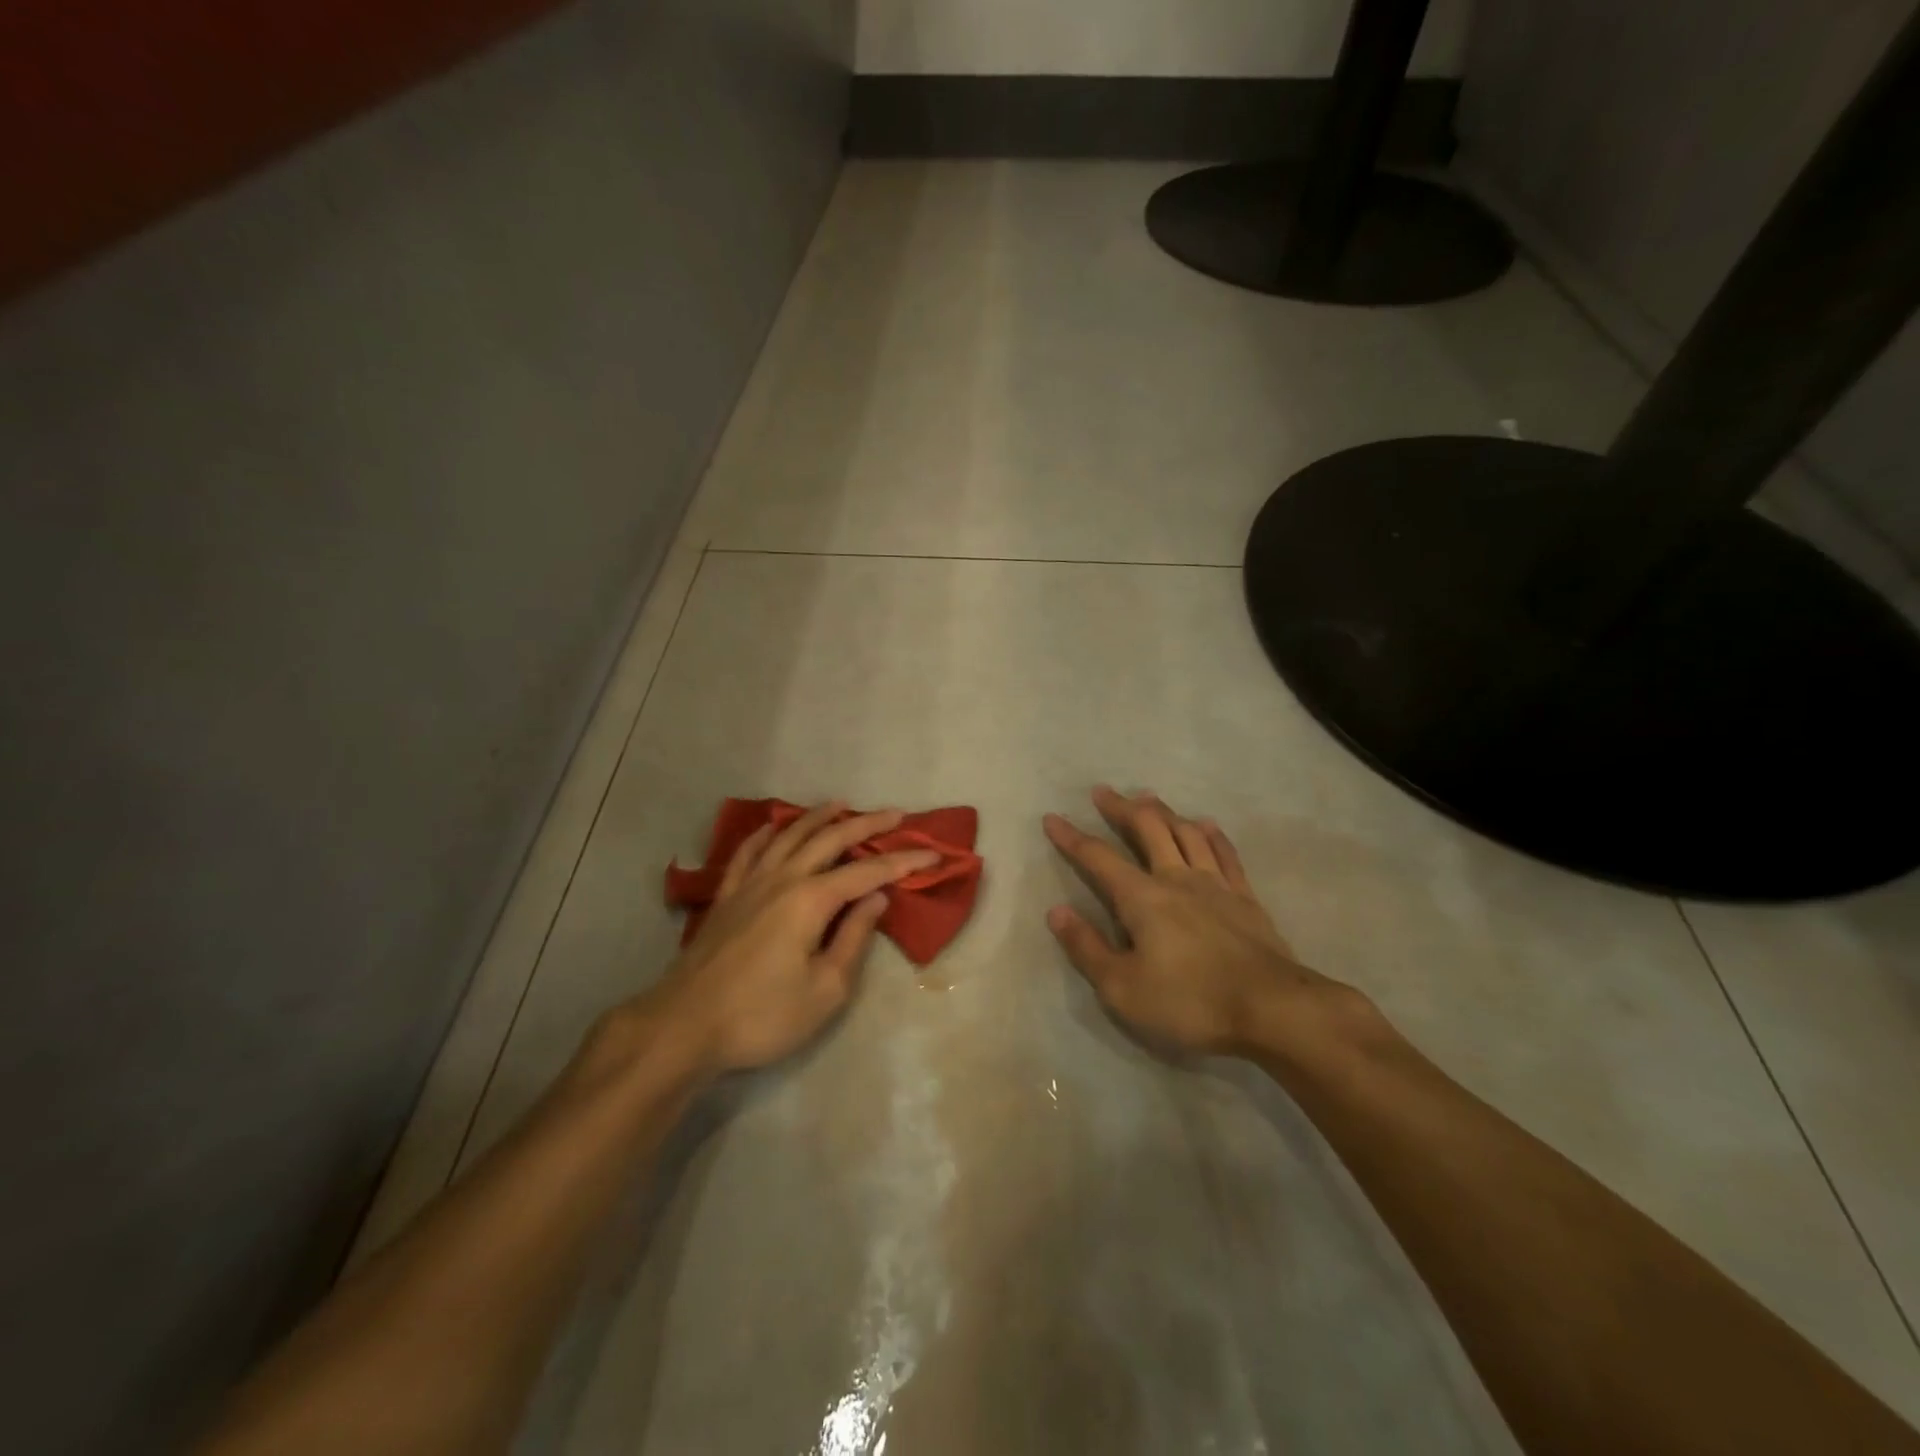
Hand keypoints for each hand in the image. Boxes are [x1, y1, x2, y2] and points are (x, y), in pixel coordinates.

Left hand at [645, 803, 939, 1075]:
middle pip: (830, 840)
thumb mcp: (825, 989)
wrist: (684, 1027)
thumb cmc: (762, 1015)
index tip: (933, 855)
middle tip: (895, 815)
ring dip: (817, 817)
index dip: (903, 862)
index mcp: (811, 900)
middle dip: (866, 825)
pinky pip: (748, 852)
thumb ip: (853, 939)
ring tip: (839, 804)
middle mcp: (782, 879)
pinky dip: (765, 834)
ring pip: (788, 836)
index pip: (868, 872)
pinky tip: (772, 828)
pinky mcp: (726, 897)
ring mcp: (749, 884)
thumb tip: (876, 899)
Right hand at [1043, 787, 1361, 1057]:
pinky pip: (1225, 853)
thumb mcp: (1123, 988)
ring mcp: (1215, 885)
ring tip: (1148, 797)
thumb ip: (1087, 948)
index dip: (1072, 838)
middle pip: (1147, 829)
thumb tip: (1057, 911)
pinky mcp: (1245, 898)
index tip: (1052, 818)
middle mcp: (1176, 878)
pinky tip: (1206, 824)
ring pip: (1186, 833)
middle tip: (1103, 792)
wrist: (1273, 1010)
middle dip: (1121, 808)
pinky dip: (1211, 834)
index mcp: (1142, 898)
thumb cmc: (1190, 1003)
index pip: (1098, 858)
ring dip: (1163, 811)